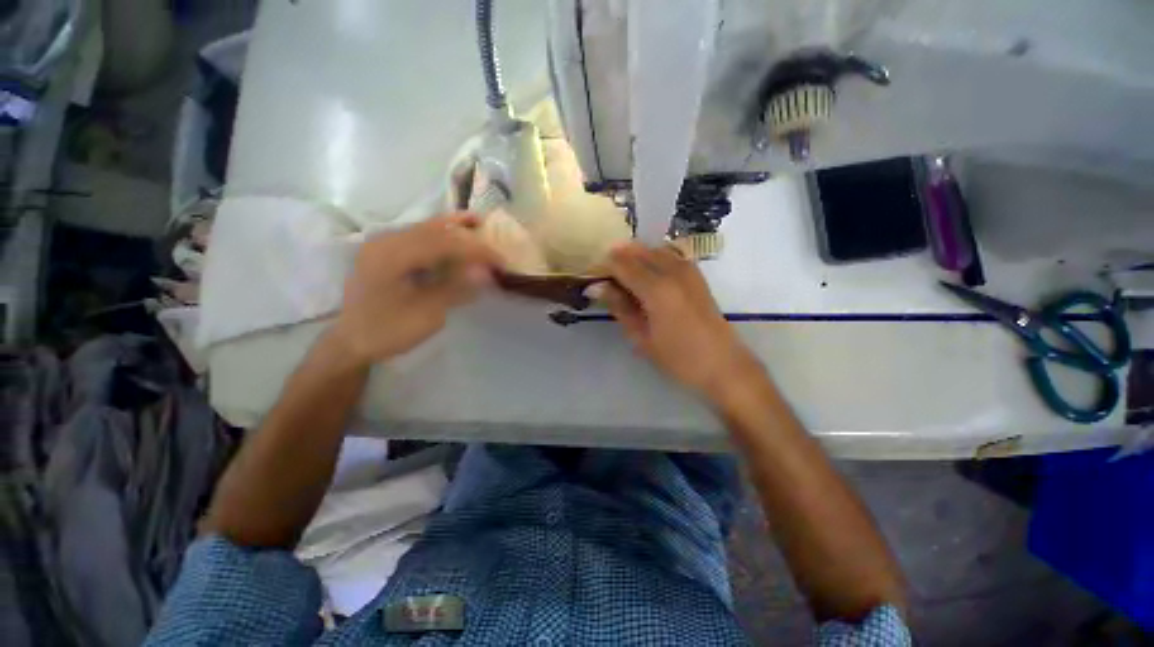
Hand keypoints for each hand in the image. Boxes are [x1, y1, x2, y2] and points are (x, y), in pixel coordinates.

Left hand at [331, 214, 498, 364]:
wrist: (351, 342)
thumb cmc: (388, 331)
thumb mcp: (427, 314)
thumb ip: (455, 288)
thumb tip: (485, 272)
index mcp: (392, 256)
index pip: (443, 243)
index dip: (475, 250)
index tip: (500, 260)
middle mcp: (385, 241)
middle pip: (433, 229)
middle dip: (466, 234)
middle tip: (493, 240)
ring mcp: (383, 245)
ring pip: (425, 228)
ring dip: (453, 228)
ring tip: (478, 224)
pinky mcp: (385, 252)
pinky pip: (417, 237)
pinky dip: (440, 237)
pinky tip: (454, 238)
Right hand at [597, 243, 761, 399]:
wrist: (723, 365)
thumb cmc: (678, 358)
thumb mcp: (641, 337)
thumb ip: (619, 306)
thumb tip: (596, 286)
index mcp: (656, 288)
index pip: (621, 264)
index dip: (603, 268)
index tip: (593, 279)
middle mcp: (672, 270)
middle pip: (637, 251)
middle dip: (618, 260)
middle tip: (606, 280)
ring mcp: (688, 269)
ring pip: (653, 249)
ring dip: (635, 257)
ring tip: (624, 278)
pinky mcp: (696, 273)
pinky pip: (669, 254)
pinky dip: (653, 257)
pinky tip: (647, 275)